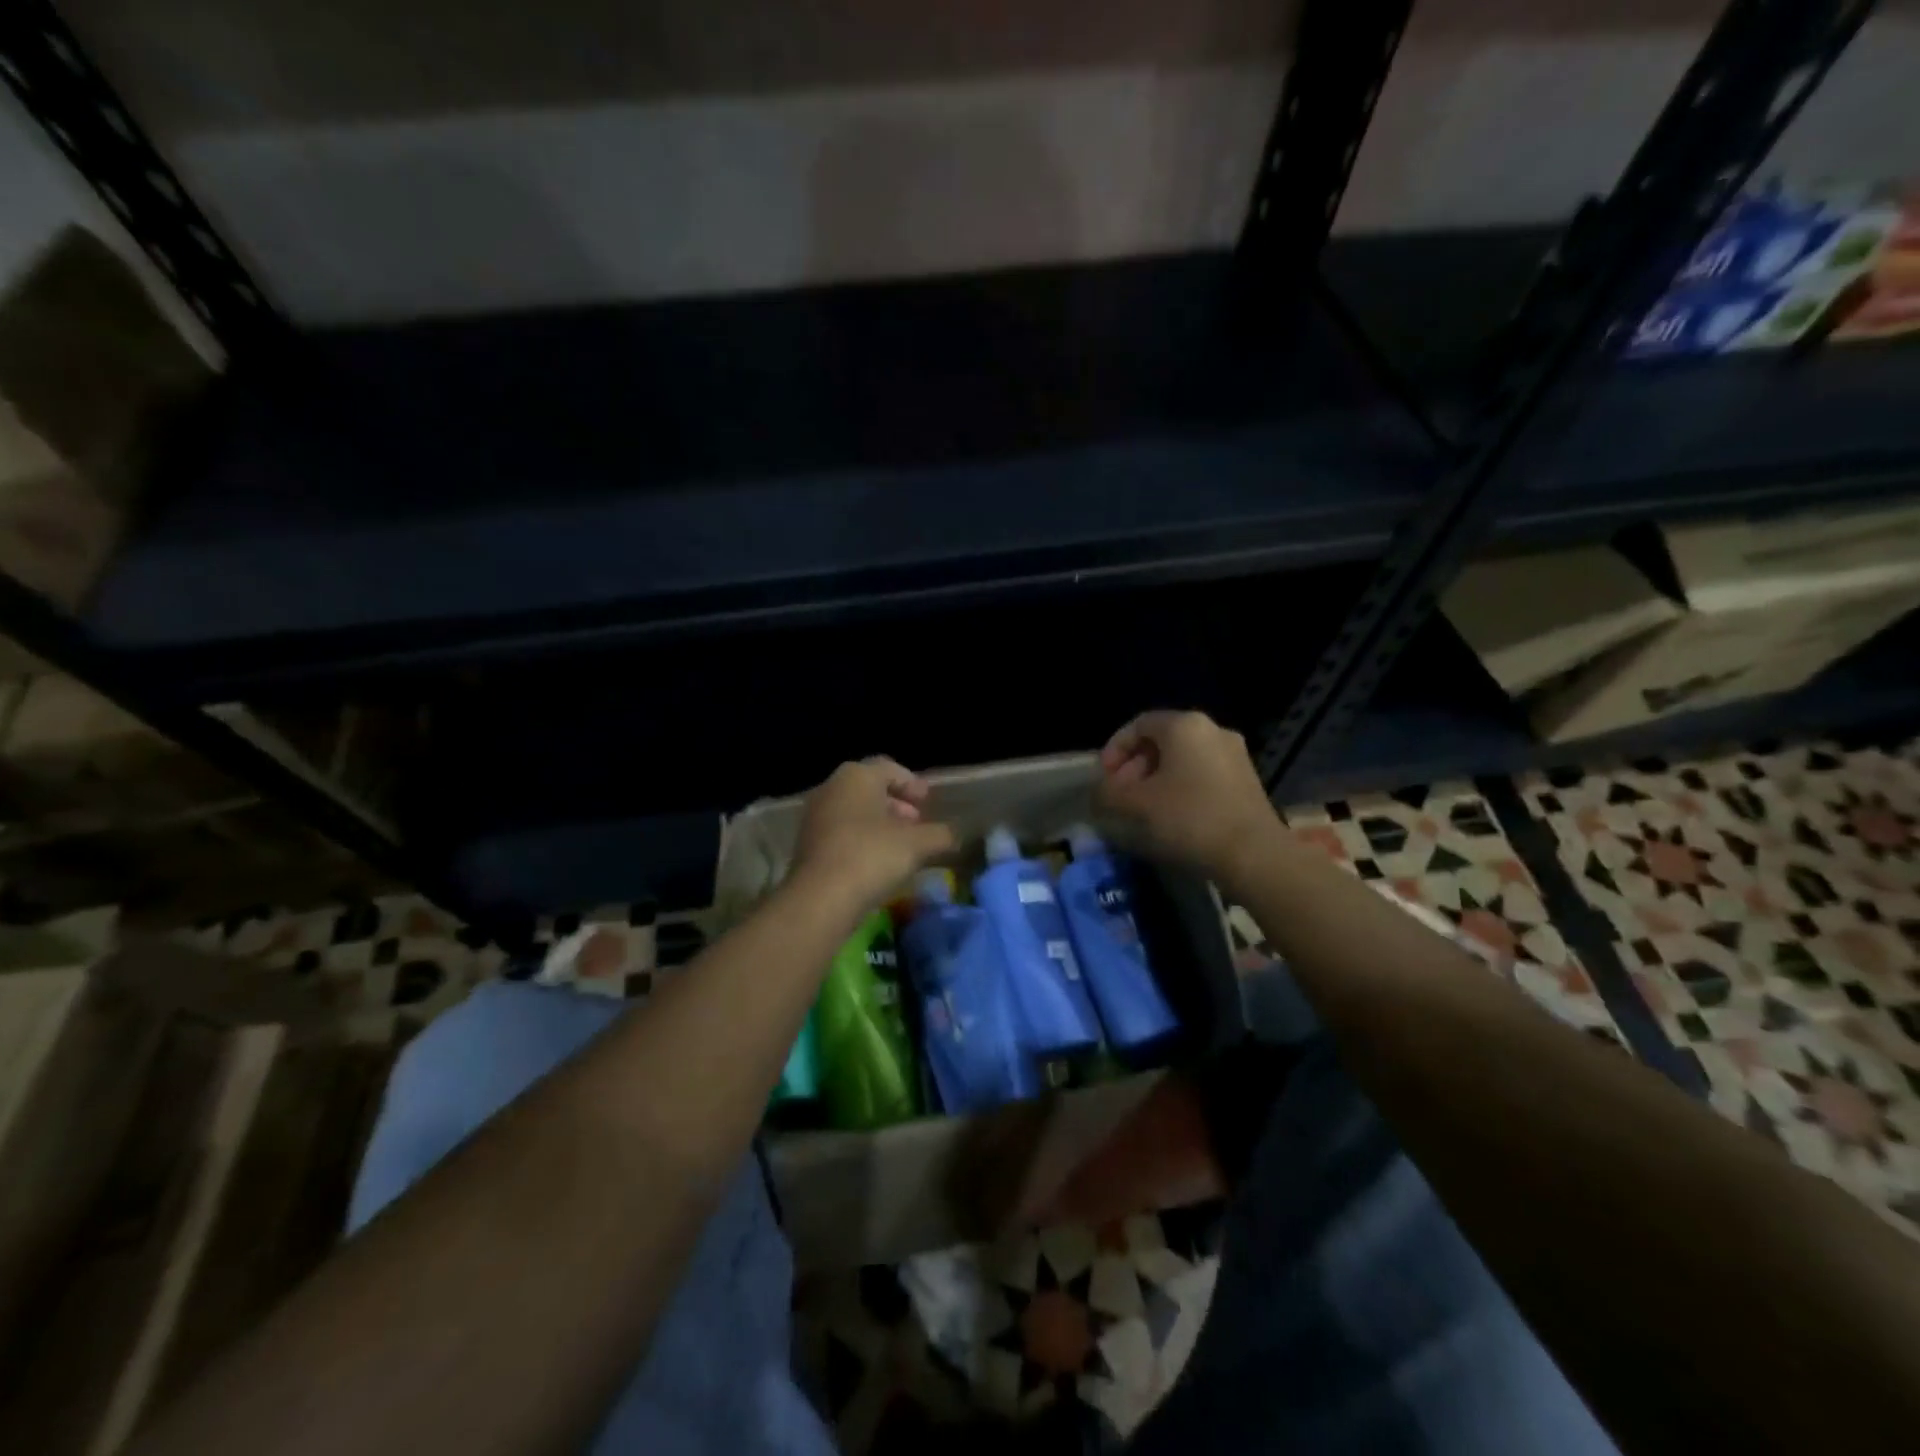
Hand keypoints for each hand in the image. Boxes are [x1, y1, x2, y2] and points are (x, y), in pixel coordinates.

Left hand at [793, 757, 956, 908]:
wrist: (820, 899)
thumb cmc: (871, 856)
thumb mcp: (917, 844)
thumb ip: (940, 835)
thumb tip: (954, 835)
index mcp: (856, 776)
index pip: (889, 768)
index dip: (912, 783)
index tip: (927, 801)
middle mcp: (831, 788)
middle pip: (869, 788)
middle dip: (896, 803)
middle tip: (917, 821)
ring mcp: (814, 816)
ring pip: (853, 810)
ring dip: (878, 822)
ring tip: (900, 844)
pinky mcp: (806, 844)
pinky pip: (840, 831)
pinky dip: (860, 838)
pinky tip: (876, 861)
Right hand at [1096, 710, 1280, 884]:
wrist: (1253, 854)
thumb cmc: (1189, 818)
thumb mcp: (1136, 804)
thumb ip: (1109, 793)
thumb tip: (1100, 792)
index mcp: (1185, 726)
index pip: (1139, 724)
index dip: (1115, 749)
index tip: (1105, 778)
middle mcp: (1213, 731)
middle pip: (1162, 740)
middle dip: (1135, 766)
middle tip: (1121, 795)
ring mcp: (1234, 755)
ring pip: (1183, 759)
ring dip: (1156, 779)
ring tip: (1143, 809)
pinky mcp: (1247, 780)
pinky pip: (1203, 774)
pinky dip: (1181, 787)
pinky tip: (1172, 816)